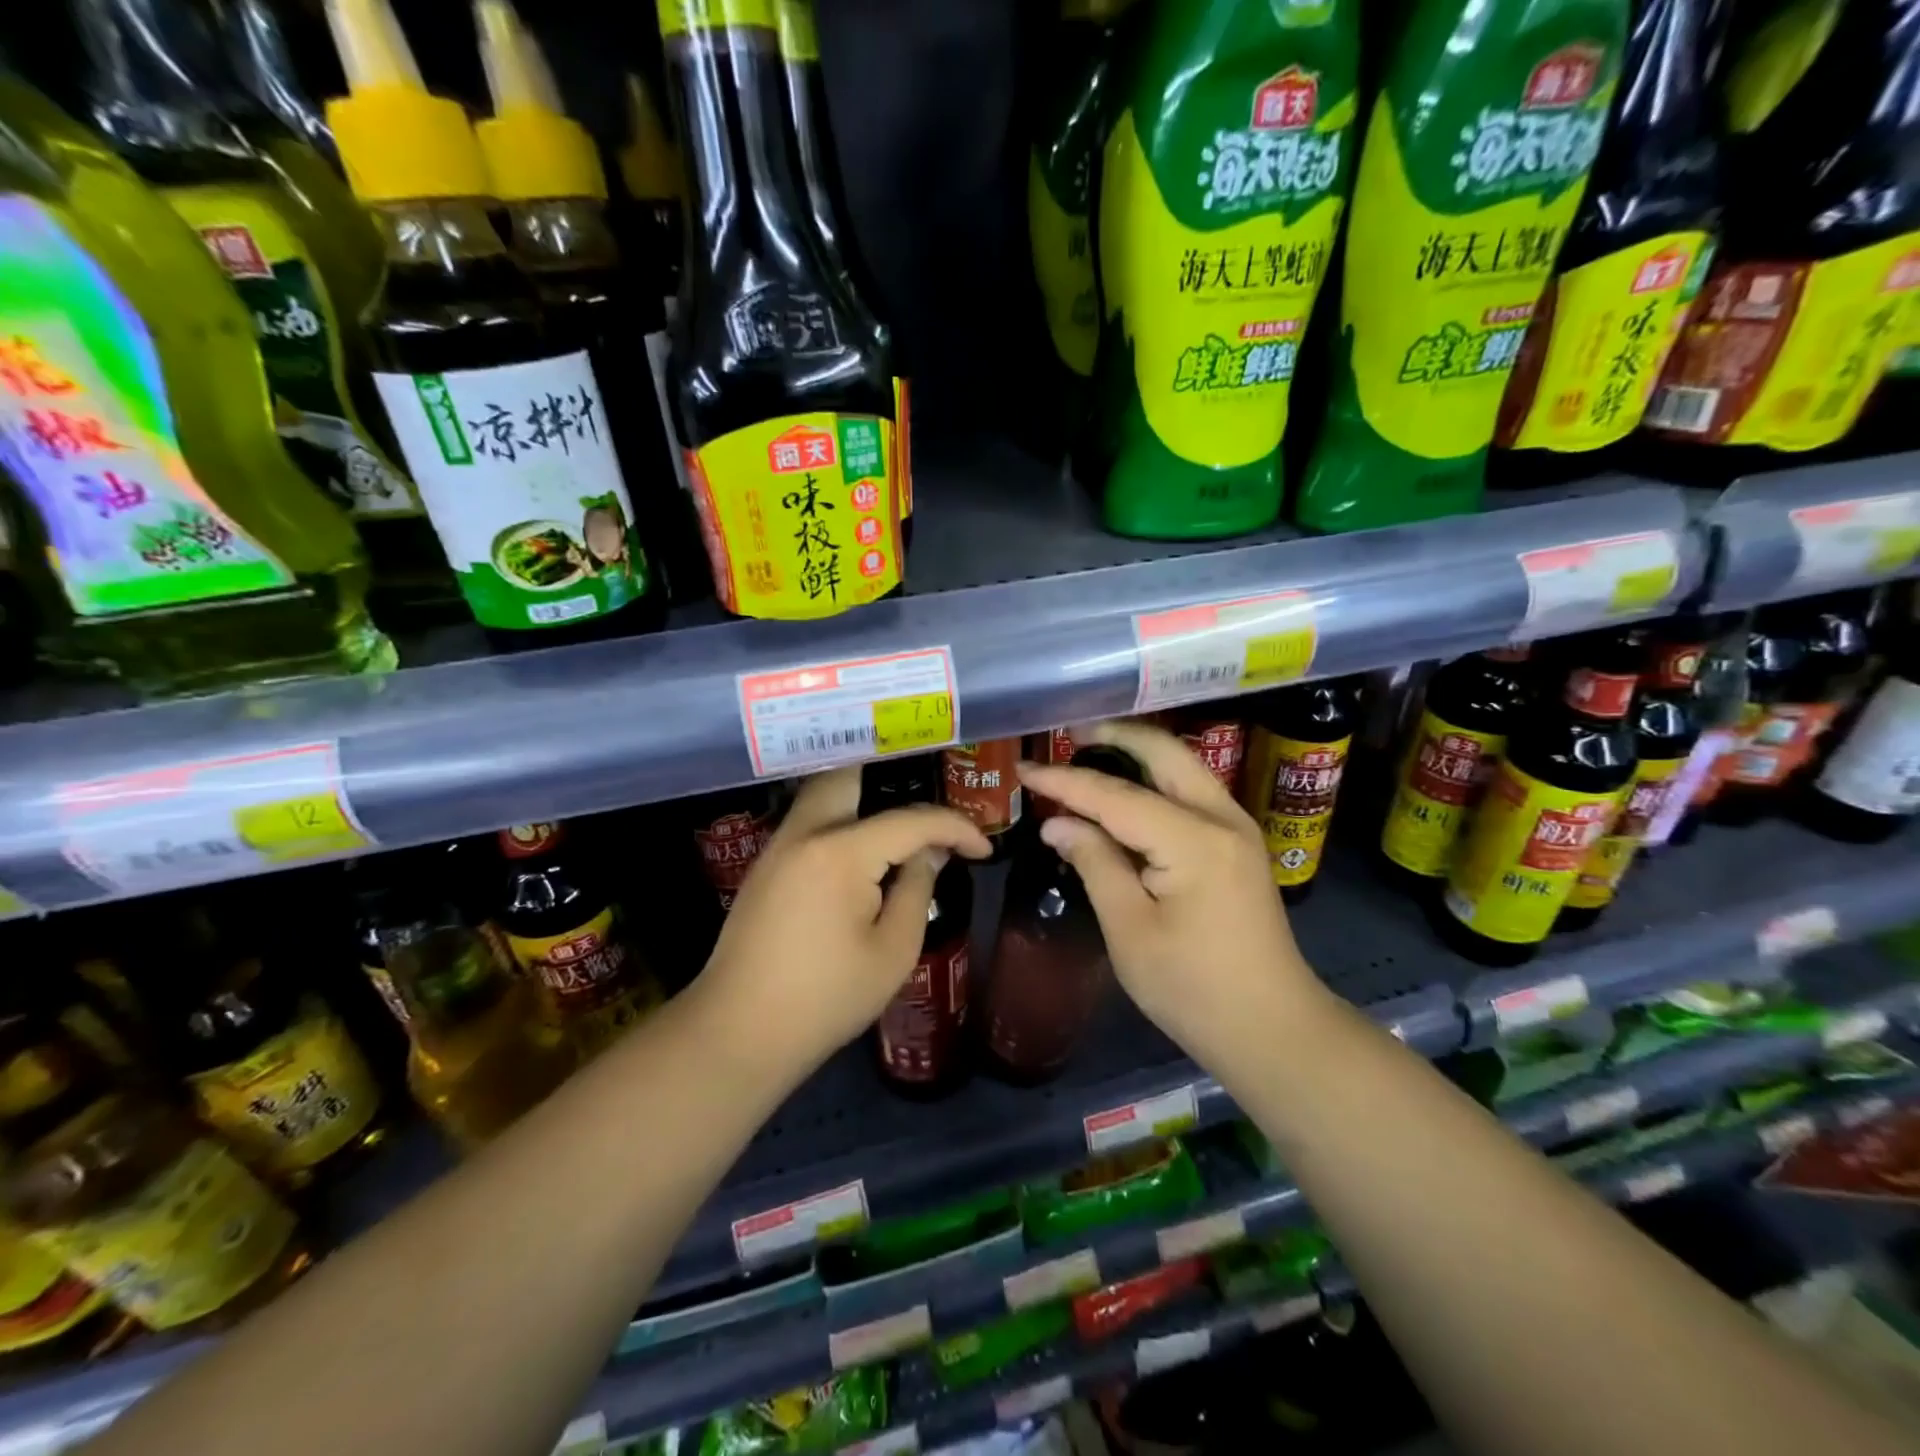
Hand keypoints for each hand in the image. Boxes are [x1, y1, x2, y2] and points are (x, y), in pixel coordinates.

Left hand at [695, 767, 991, 1079]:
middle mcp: (804, 833)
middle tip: (929, 792)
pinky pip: (809, 821)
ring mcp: (778, 847)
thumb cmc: (827, 998)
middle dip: (893, 772)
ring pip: (823, 793)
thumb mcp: (893, 950)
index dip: (955, 828)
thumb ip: (917, 888)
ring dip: (863, 794)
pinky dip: (841, 817)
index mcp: (840, 852)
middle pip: (847, 773)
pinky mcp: (766, 866)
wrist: (740, 1032)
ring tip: (902, 817)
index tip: (983, 849)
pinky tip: (862, 845)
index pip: (910, 821)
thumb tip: (929, 852)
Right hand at [1017, 720, 1327, 1058]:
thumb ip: (1094, 864)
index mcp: (1194, 841)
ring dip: (1135, 753)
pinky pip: (1190, 791)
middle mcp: (1223, 818)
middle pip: (1164, 753)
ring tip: (1087, 753)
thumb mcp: (1129, 930)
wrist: (1272, 1029)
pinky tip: (1124, 790)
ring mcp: (1236, 827)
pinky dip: (1153, 779)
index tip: (1023, 769)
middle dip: (1113, 736)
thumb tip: (1058, 824)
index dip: (1065, 781)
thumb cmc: (1192, 989)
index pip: (1116, 795)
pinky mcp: (1238, 843)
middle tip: (1065, 737)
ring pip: (1182, 766)